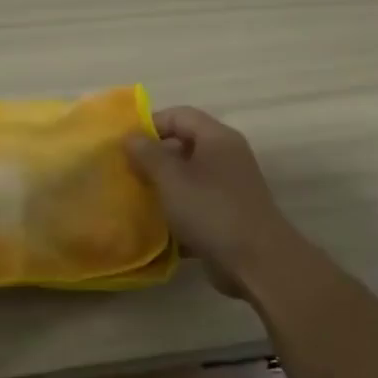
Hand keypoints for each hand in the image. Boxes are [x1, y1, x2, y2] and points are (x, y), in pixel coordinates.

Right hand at [125, 106, 292, 295]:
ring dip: (161, 185)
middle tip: (123, 173)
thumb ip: (147, 154)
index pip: (179, 115)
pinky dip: (174, 209)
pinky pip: (194, 202)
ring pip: (187, 176)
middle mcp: (226, 157)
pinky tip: (153, 223)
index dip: (149, 125)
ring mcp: (228, 187)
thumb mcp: (171, 179)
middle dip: (151, 157)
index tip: (122, 145)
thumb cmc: (211, 211)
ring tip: (133, 197)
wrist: (256, 262)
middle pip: (183, 145)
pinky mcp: (226, 214)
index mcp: (217, 138)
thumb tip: (129, 136)